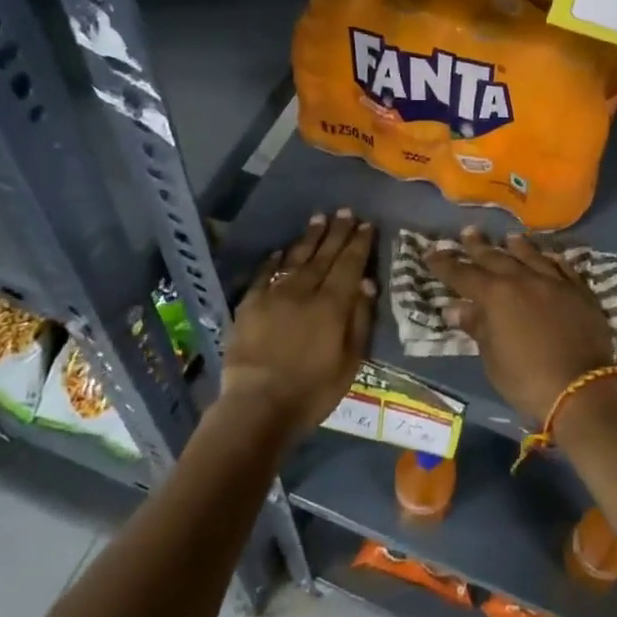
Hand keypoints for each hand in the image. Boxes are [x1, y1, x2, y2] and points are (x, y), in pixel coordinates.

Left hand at [222, 210, 375, 433]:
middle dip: (337, 232)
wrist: (258, 405)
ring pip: (296, 258)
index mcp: (332, 305)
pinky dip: (275, 260)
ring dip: (309, 237)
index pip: (349, 265)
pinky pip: (265, 274)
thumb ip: (360, 320)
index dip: (359, 243)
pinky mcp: (250, 304)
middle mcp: (304, 291)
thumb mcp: (350, 362)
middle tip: (345, 211)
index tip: (366, 225)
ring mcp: (274, 295)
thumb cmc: (312, 390)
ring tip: (319, 218)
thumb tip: (367, 283)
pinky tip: (281, 250)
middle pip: (324, 255)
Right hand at [425, 226, 616, 425]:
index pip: (463, 274)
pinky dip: (551, 260)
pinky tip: (549, 256)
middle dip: (478, 246)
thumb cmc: (528, 380)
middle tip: (467, 232)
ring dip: (517, 246)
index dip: (445, 264)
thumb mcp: (493, 359)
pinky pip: (562, 268)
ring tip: (508, 237)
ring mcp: (554, 283)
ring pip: (531, 256)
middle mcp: (523, 280)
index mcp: (496, 295)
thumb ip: (477, 327)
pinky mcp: (579, 292)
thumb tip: (456, 308)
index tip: (430, 252)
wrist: (583, 389)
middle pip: (496, 257)